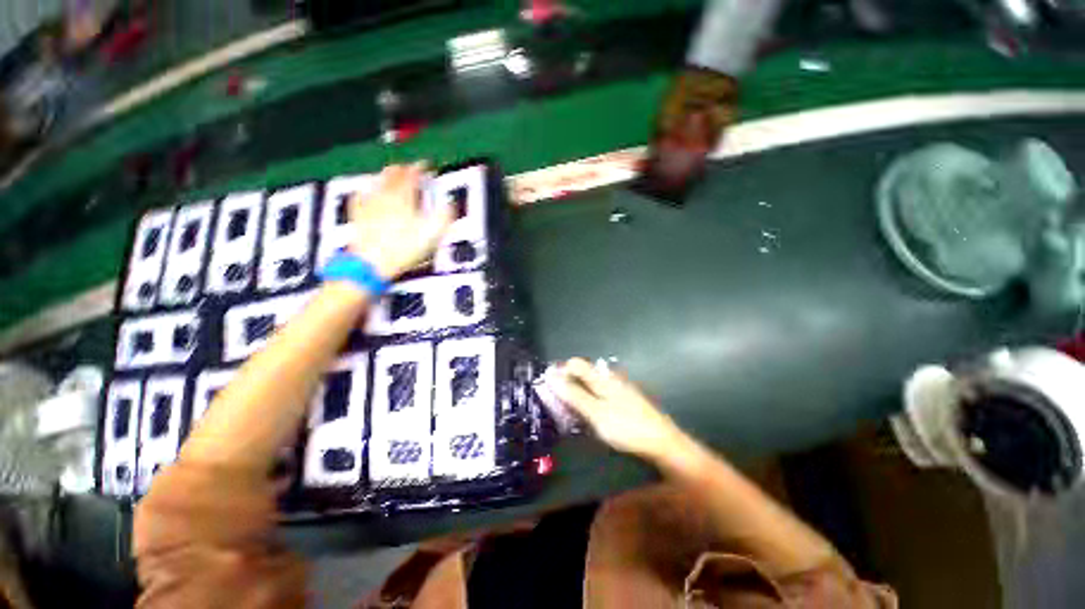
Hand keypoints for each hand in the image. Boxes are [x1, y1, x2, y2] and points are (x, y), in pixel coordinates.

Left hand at [349, 163, 453, 279]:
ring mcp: (370, 204)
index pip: (413, 175)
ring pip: (377, 182)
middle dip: (403, 169)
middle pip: (393, 175)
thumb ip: (443, 216)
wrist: (373, 262)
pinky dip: (366, 190)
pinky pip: (360, 196)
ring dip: (386, 175)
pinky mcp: (359, 215)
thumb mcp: (432, 233)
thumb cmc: (404, 247)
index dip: (421, 168)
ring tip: (391, 173)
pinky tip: (366, 191)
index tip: (427, 166)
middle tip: (410, 168)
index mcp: (404, 198)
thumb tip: (450, 204)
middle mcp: (385, 196)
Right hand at [552, 358, 687, 460]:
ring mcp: (618, 388)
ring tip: (572, 414)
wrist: (663, 442)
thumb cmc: (627, 427)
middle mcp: (610, 378)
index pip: (575, 364)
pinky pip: (600, 394)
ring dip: (578, 395)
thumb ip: (574, 395)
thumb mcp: (596, 412)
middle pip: (582, 373)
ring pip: (591, 385)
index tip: (550, 390)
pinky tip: (590, 416)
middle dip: (568, 385)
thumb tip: (552, 376)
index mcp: (602, 378)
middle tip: (559, 406)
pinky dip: (590, 401)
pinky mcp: (624, 400)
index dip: (560, 372)